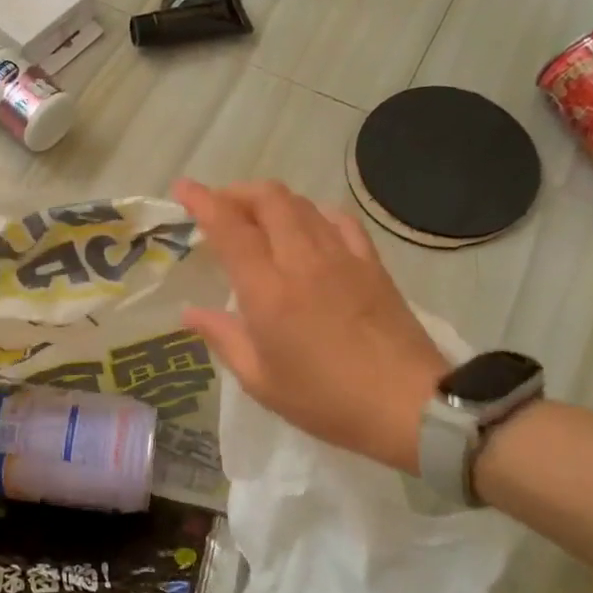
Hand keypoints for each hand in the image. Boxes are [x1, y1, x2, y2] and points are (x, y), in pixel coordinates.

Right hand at [173, 179, 447, 472]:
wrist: (409, 406)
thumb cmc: (326, 401)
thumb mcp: (261, 381)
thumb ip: (223, 338)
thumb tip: (190, 313)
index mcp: (268, 292)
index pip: (230, 228)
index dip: (203, 201)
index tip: (183, 187)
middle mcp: (302, 261)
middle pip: (269, 200)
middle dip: (237, 192)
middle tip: (218, 206)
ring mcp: (342, 257)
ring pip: (302, 204)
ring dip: (271, 201)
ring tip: (255, 217)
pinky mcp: (371, 264)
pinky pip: (339, 220)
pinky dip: (313, 213)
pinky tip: (307, 228)